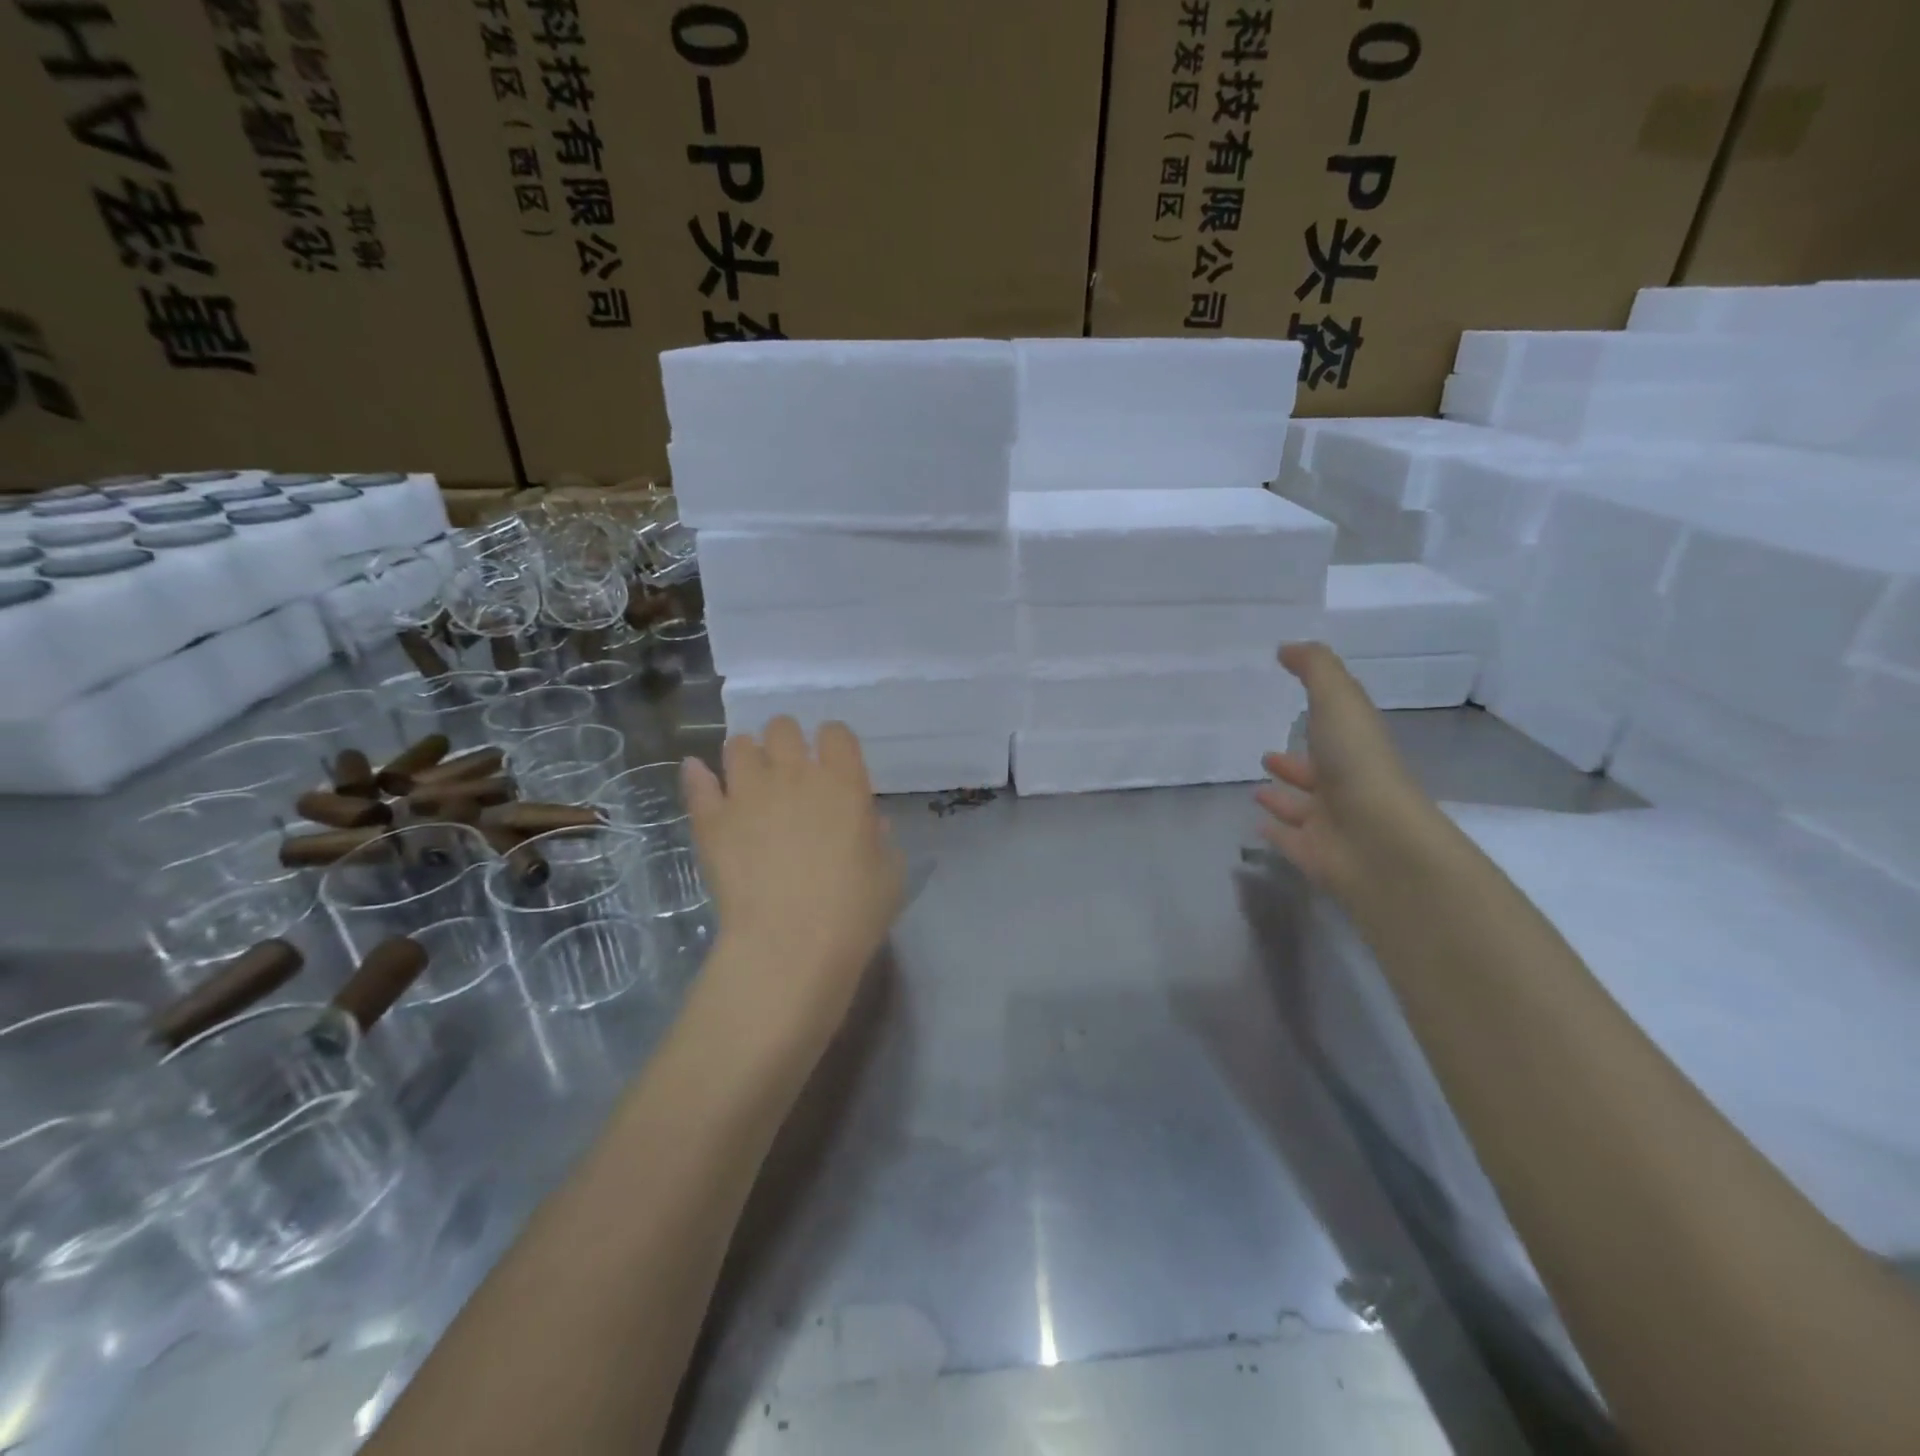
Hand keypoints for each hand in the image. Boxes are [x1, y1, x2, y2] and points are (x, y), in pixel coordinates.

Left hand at [682, 718, 905, 1052]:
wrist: (789, 944)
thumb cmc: (852, 912)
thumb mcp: (889, 874)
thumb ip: (880, 839)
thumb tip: (868, 823)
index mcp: (844, 782)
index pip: (836, 733)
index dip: (833, 742)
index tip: (832, 761)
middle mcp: (794, 774)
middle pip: (783, 727)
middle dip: (786, 740)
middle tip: (788, 768)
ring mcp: (748, 793)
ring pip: (738, 745)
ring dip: (746, 754)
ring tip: (748, 777)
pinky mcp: (711, 819)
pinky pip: (697, 781)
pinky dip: (698, 776)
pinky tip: (701, 777)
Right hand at [1255, 642, 1438, 899]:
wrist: (1377, 843)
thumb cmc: (1359, 766)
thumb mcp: (1339, 701)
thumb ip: (1316, 669)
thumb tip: (1287, 648)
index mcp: (1355, 748)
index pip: (1336, 728)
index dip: (1316, 714)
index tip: (1289, 700)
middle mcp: (1345, 785)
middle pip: (1317, 772)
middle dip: (1294, 763)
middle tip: (1266, 756)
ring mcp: (1330, 823)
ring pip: (1302, 807)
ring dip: (1282, 798)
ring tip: (1256, 790)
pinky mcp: (1312, 854)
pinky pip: (1289, 840)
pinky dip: (1275, 831)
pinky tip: (1257, 824)